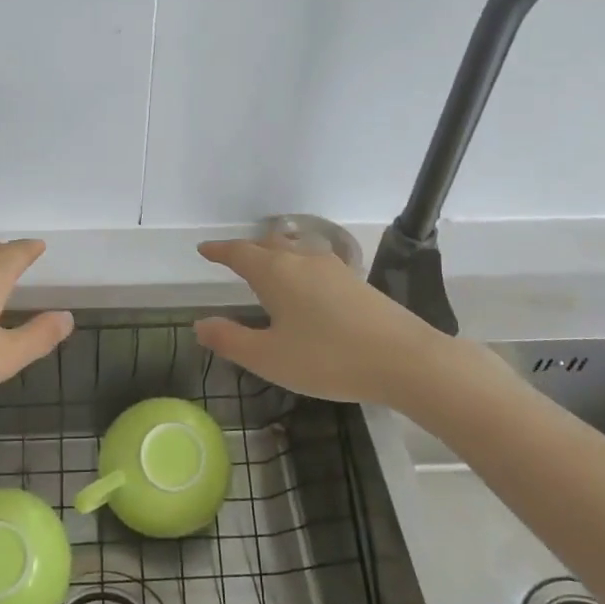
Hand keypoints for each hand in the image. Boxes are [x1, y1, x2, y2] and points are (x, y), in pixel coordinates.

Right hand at [193, 238, 458, 405]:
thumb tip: (200, 324)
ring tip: (268, 263)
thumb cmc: (327, 359)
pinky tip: (307, 282)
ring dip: (276, 251)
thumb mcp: (270, 358)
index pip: (239, 253)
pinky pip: (315, 261)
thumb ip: (231, 340)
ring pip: (295, 248)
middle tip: (232, 258)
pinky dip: (299, 264)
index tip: (204, 250)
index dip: (219, 251)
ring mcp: (333, 267)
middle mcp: (302, 260)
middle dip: (247, 249)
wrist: (404, 359)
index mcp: (275, 273)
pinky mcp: (356, 281)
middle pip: (268, 244)